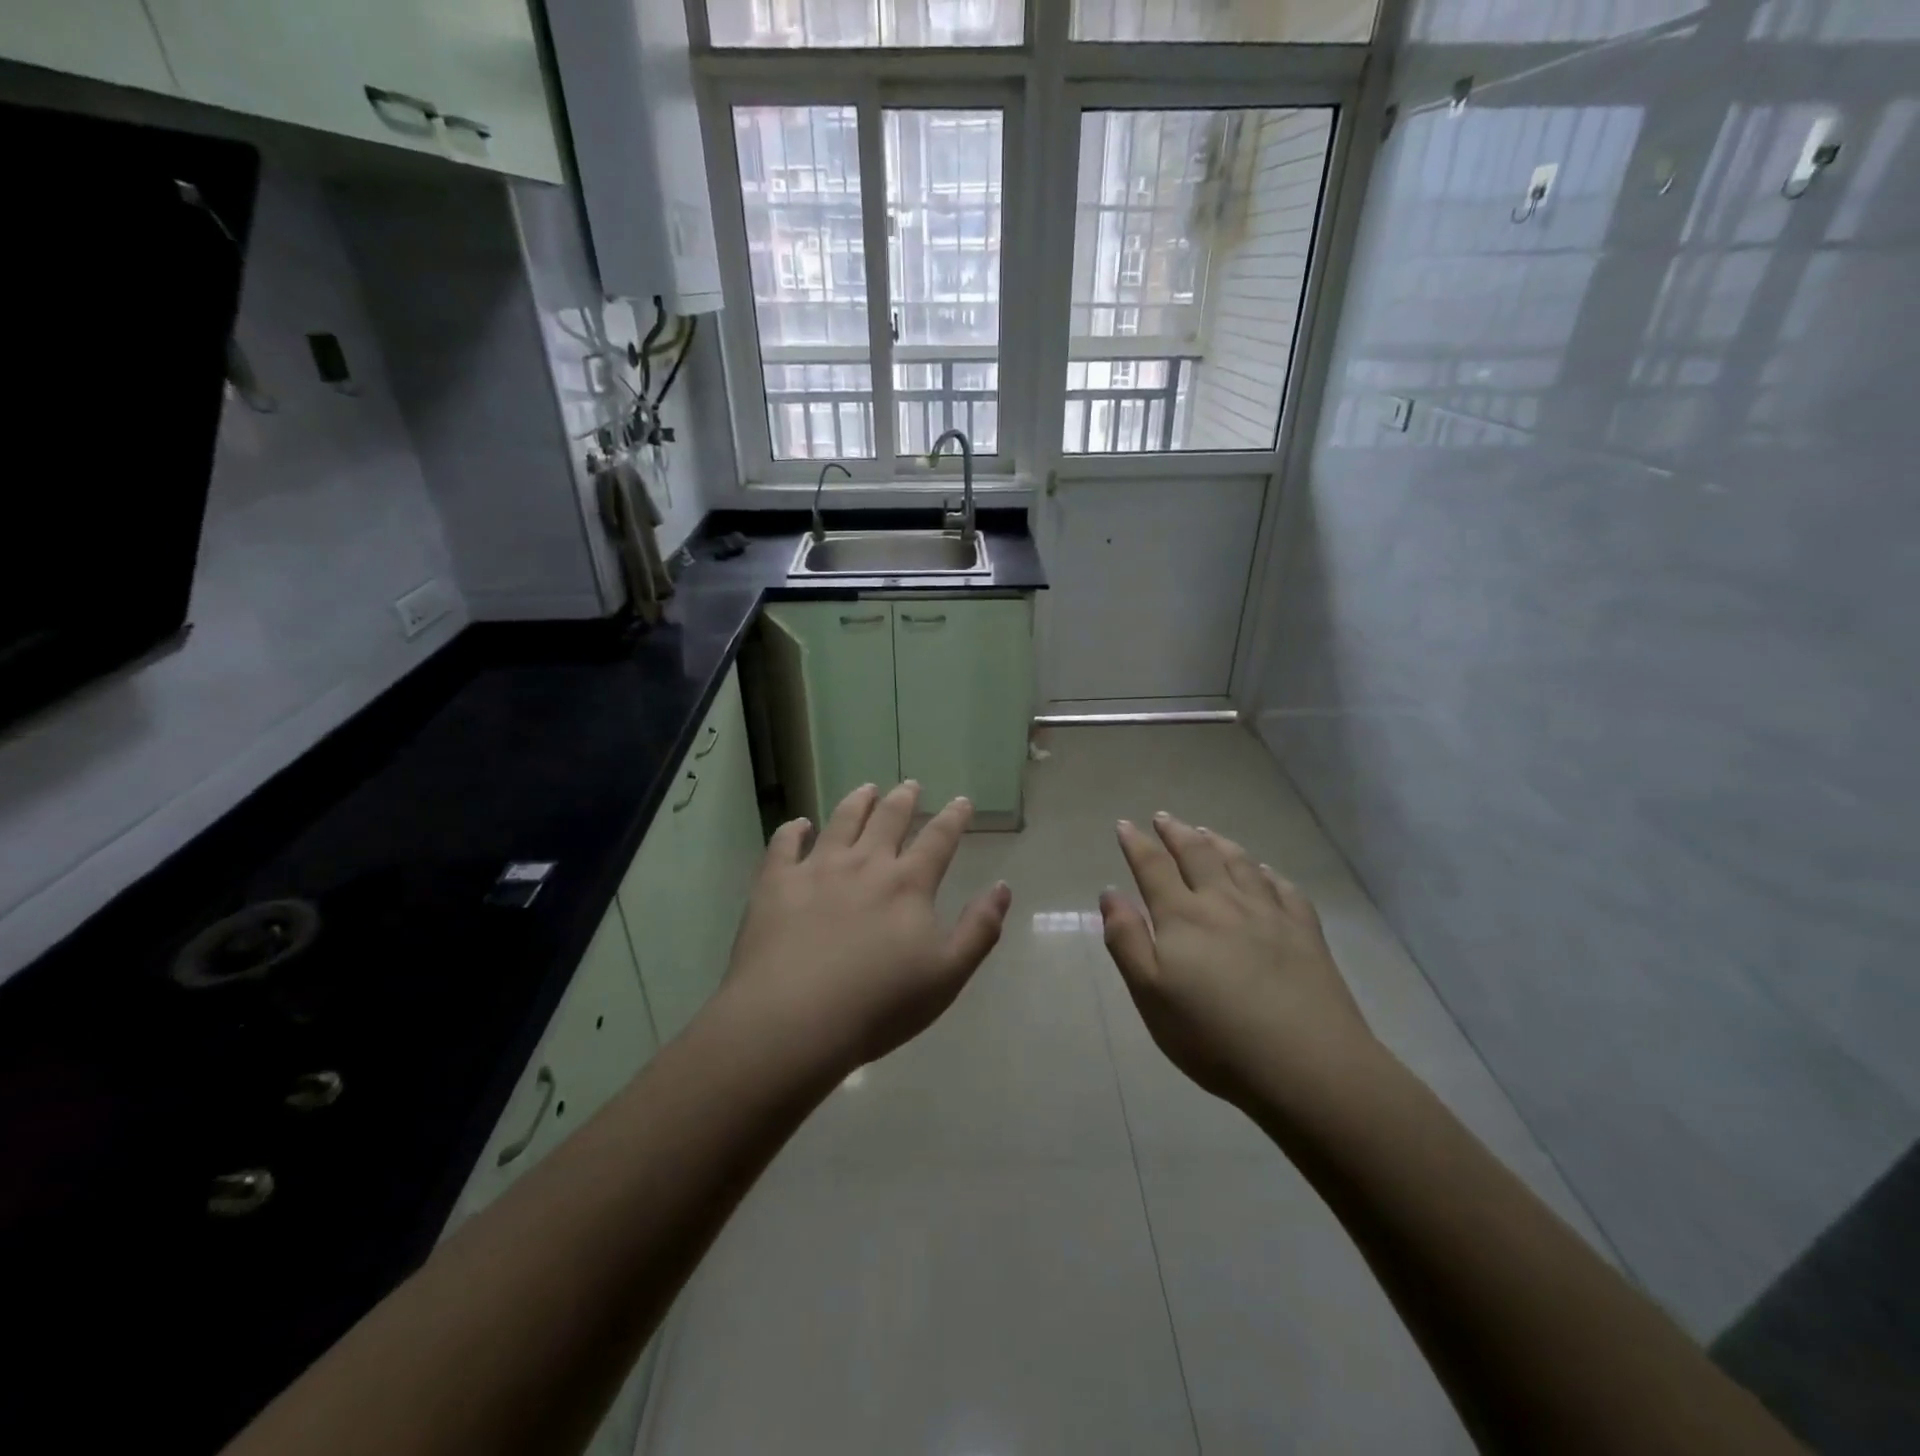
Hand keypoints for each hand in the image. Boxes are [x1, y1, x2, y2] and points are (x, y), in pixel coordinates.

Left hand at [720, 781, 1012, 1075]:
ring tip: (866, 789)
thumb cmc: (879, 1005)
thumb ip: (979, 928)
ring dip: (857, 802)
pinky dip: (792, 830)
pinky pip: (784, 845)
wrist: (793, 1021)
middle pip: (888, 819)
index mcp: (908, 884)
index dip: (953, 818)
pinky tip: (798, 824)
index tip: (962, 801)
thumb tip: (1002, 886)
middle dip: (904, 799)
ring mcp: (817, 869)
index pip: (938, 839)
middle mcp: (865, 864)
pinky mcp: (776, 884)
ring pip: (841, 821)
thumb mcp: (948, 975)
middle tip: (910, 785)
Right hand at [1099, 812, 1375, 1109]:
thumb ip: (1126, 940)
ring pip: (1240, 863)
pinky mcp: (1305, 931)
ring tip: (1206, 832)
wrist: (1306, 1064)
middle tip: (1163, 818)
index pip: (1153, 868)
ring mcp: (1269, 913)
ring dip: (1218, 843)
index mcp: (1183, 917)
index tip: (1125, 825)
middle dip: (1177, 833)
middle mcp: (1224, 902)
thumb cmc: (1214, 1036)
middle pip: (1197, 855)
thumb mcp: (1151, 995)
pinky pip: (1283, 888)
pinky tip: (1263, 872)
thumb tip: (1110, 893)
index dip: (1137, 844)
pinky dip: (1266, 873)